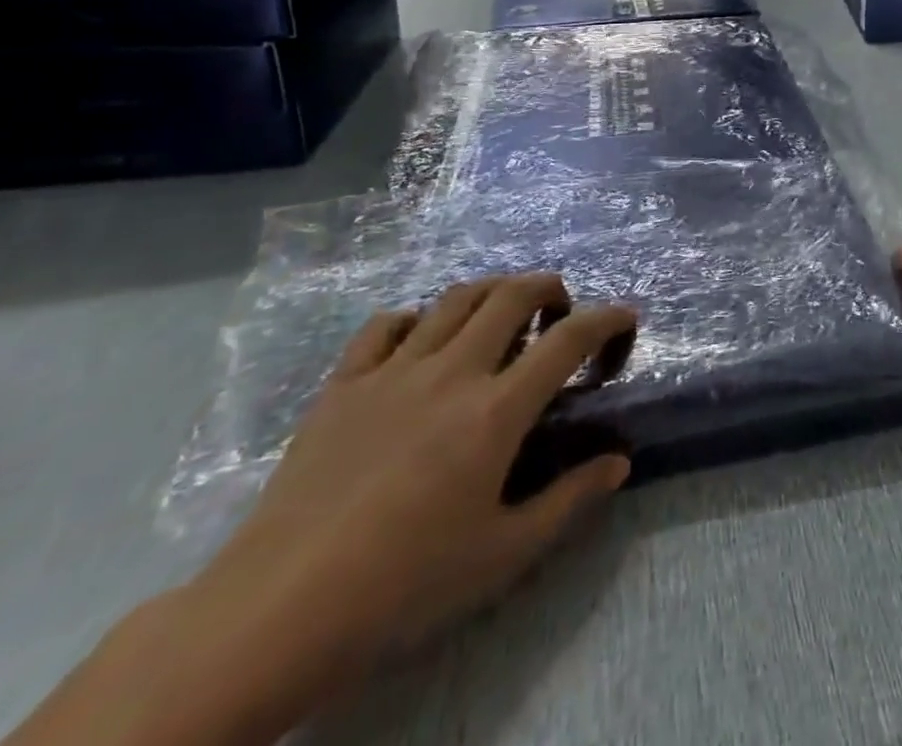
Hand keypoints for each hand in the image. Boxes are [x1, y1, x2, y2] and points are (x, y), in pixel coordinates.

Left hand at [194, 278, 636, 666]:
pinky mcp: (343, 385)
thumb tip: (619, 462)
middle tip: (559, 310)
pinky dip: (417, 319)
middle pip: (511, 294)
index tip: (626, 317)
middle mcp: (451, 372)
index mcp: (495, 411)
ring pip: (455, 298)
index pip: (568, 340)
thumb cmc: (403, 586)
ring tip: (502, 314)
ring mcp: (392, 372)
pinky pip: (385, 325)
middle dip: (549, 287)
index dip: (607, 318)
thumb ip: (569, 500)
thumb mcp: (502, 554)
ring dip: (492, 292)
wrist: (275, 614)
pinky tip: (423, 341)